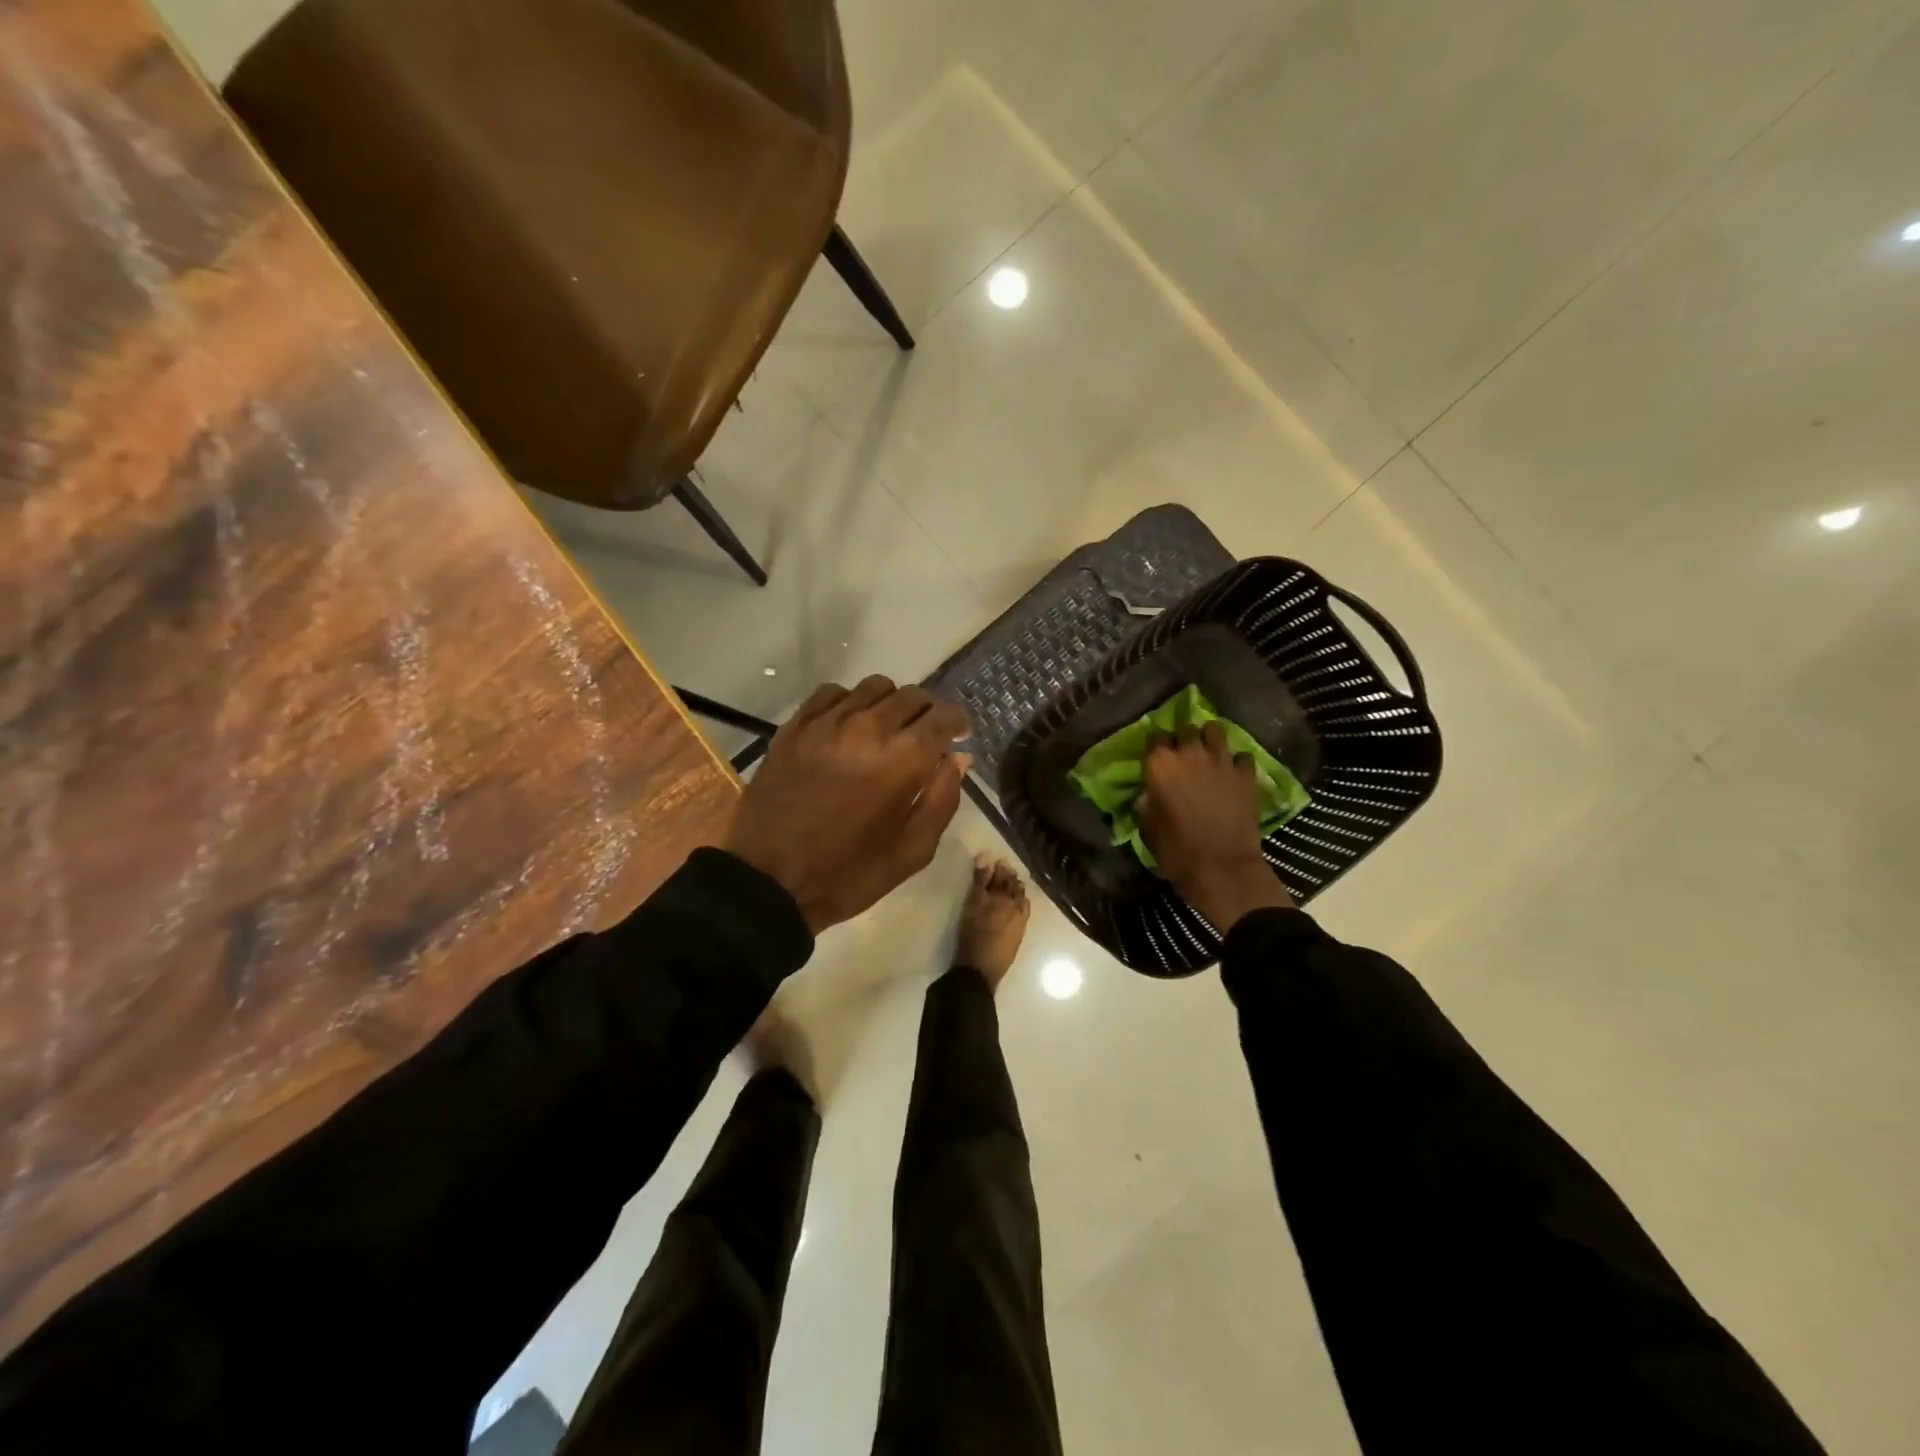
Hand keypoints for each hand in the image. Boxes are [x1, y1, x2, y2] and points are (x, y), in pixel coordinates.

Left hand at [724, 676, 970, 933]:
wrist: (768, 880)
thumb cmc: (848, 873)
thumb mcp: (913, 851)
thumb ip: (942, 799)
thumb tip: (957, 758)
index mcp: (904, 757)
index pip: (943, 715)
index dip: (957, 722)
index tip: (959, 736)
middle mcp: (869, 726)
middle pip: (912, 696)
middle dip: (928, 712)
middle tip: (927, 735)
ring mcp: (827, 722)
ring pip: (874, 687)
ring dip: (891, 703)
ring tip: (888, 728)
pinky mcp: (795, 726)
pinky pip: (832, 693)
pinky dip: (850, 702)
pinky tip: (848, 725)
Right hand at [1138, 721, 1293, 932]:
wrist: (1221, 867)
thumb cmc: (1176, 850)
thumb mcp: (1147, 827)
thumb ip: (1147, 802)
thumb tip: (1150, 793)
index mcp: (1159, 764)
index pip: (1155, 737)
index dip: (1157, 747)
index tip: (1158, 758)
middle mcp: (1190, 753)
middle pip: (1185, 728)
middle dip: (1183, 738)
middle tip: (1184, 754)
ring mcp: (1221, 761)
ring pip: (1215, 730)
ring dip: (1210, 739)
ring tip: (1209, 753)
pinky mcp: (1246, 774)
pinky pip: (1242, 756)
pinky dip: (1237, 762)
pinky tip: (1234, 773)